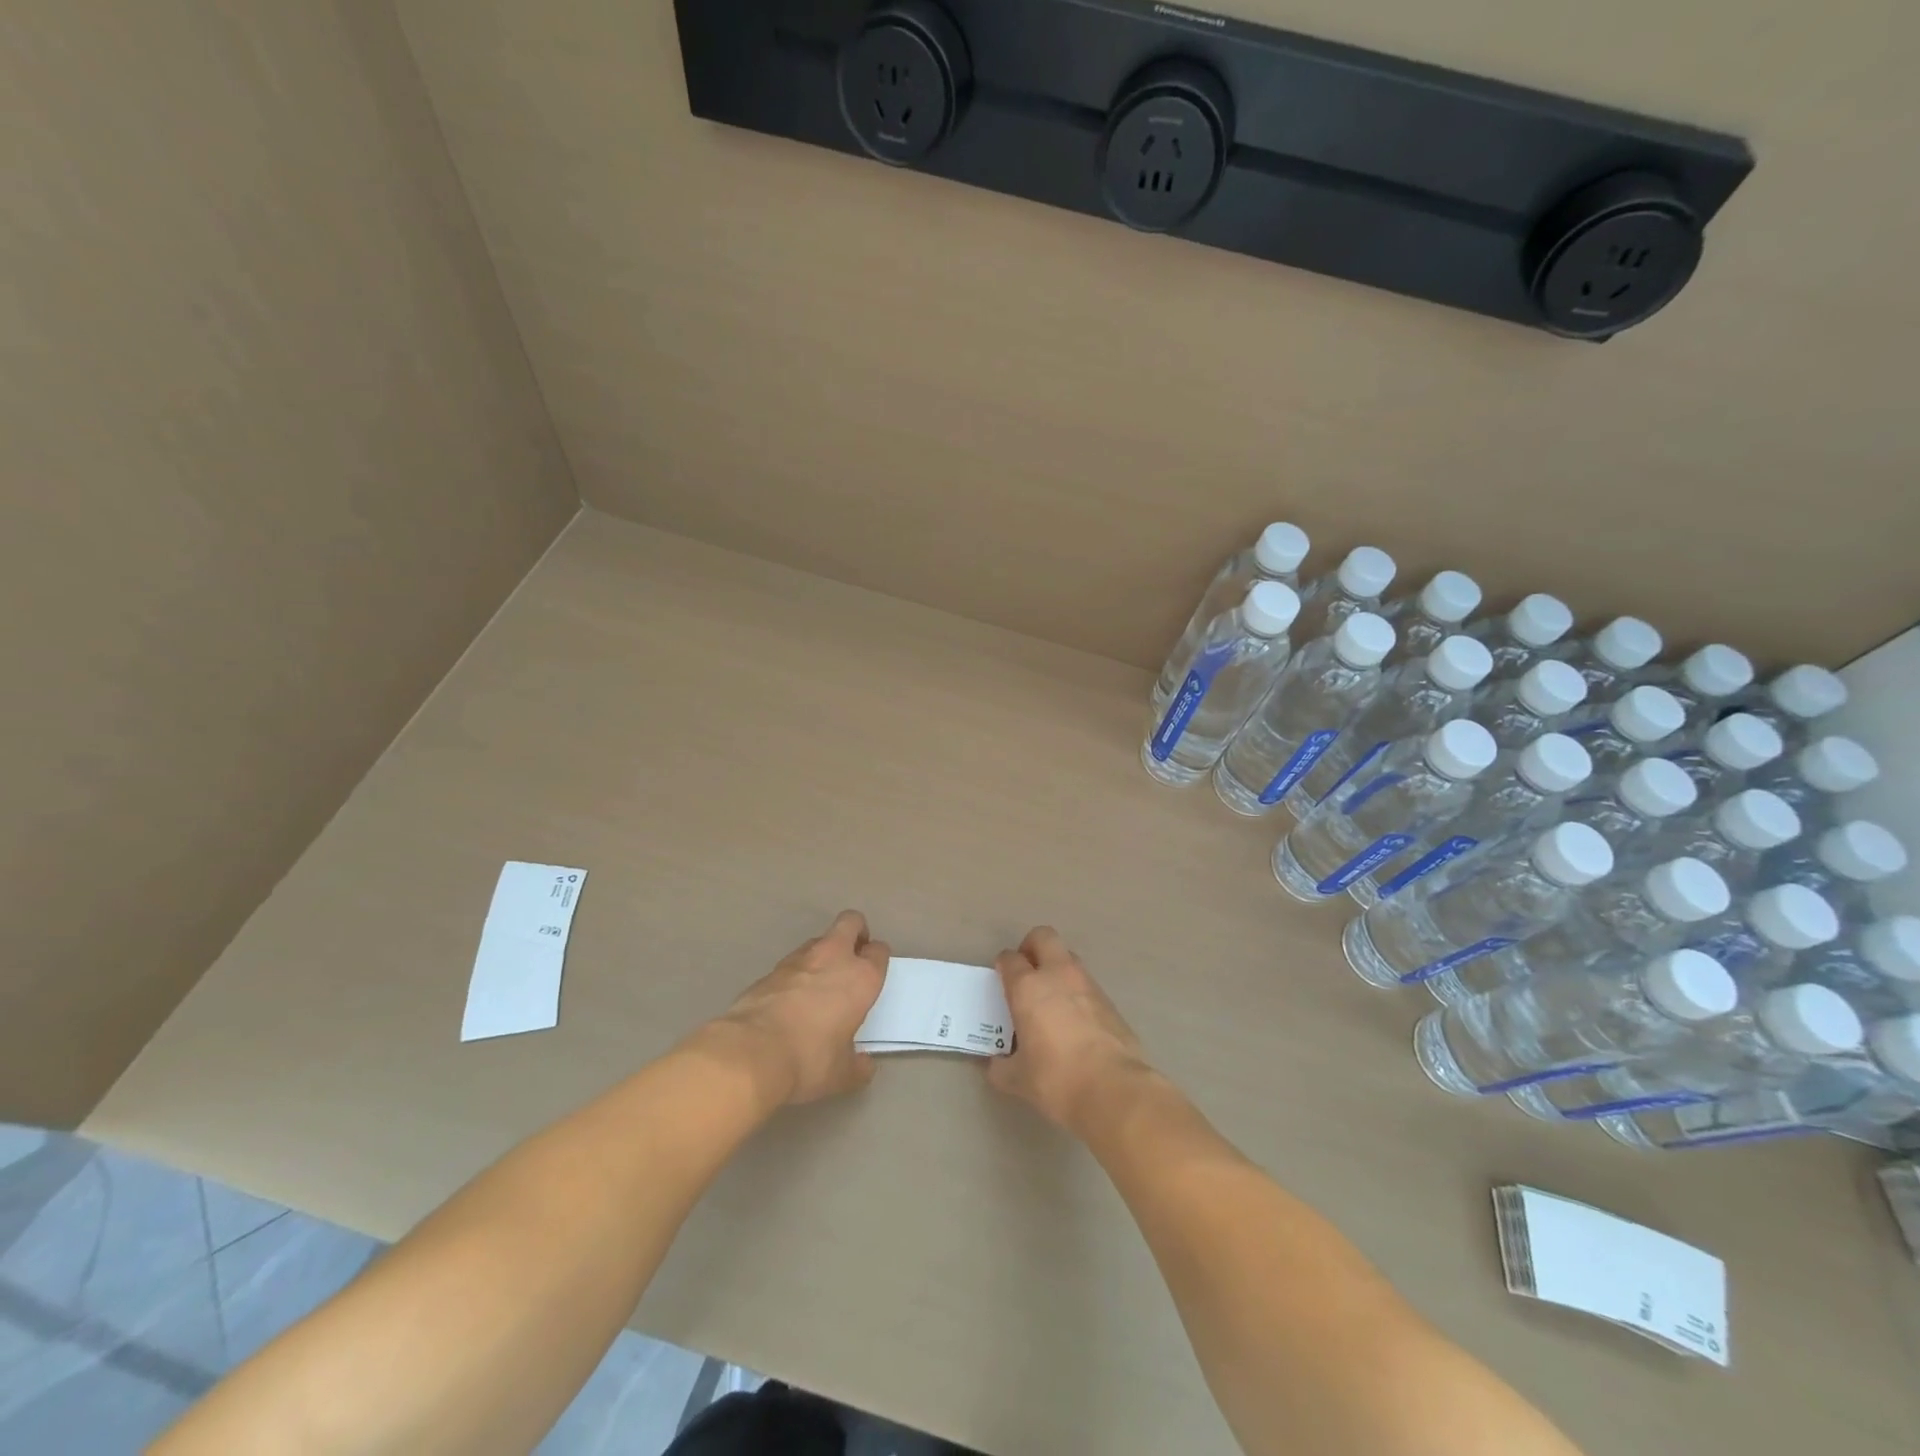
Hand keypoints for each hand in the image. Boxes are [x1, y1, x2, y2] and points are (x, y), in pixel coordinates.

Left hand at [713, 911, 888, 1104]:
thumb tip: (864, 1066)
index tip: (874, 973)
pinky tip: (791, 999)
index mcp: (861, 978)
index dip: (878, 959)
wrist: (751, 1052)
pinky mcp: (770, 969)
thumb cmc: (809, 1059)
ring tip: (820, 983)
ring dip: (824, 953)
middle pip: (850, 922)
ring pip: (819, 940)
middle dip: (856, 931)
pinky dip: (797, 973)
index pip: (879, 951)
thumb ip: (858, 1066)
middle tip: (853, 956)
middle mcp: (833, 958)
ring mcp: (799, 959)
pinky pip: (792, 962)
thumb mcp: (842, 1074)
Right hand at [987, 927, 1152, 1136]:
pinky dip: (1076, 994)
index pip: (1010, 959)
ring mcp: (1088, 985)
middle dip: (1031, 947)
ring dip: (1056, 969)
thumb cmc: (1057, 1079)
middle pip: (1043, 937)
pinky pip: (1086, 985)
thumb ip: (1002, 1067)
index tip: (1001, 979)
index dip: (1003, 965)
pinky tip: (1074, 1022)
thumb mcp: (1018, 1080)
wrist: (1115, 1090)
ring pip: (1068, 958)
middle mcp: (1058, 975)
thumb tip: (996, 1065)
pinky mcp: (1110, 1001)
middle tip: (1026, 972)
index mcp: (1028, 987)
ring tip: (1050, 1001)